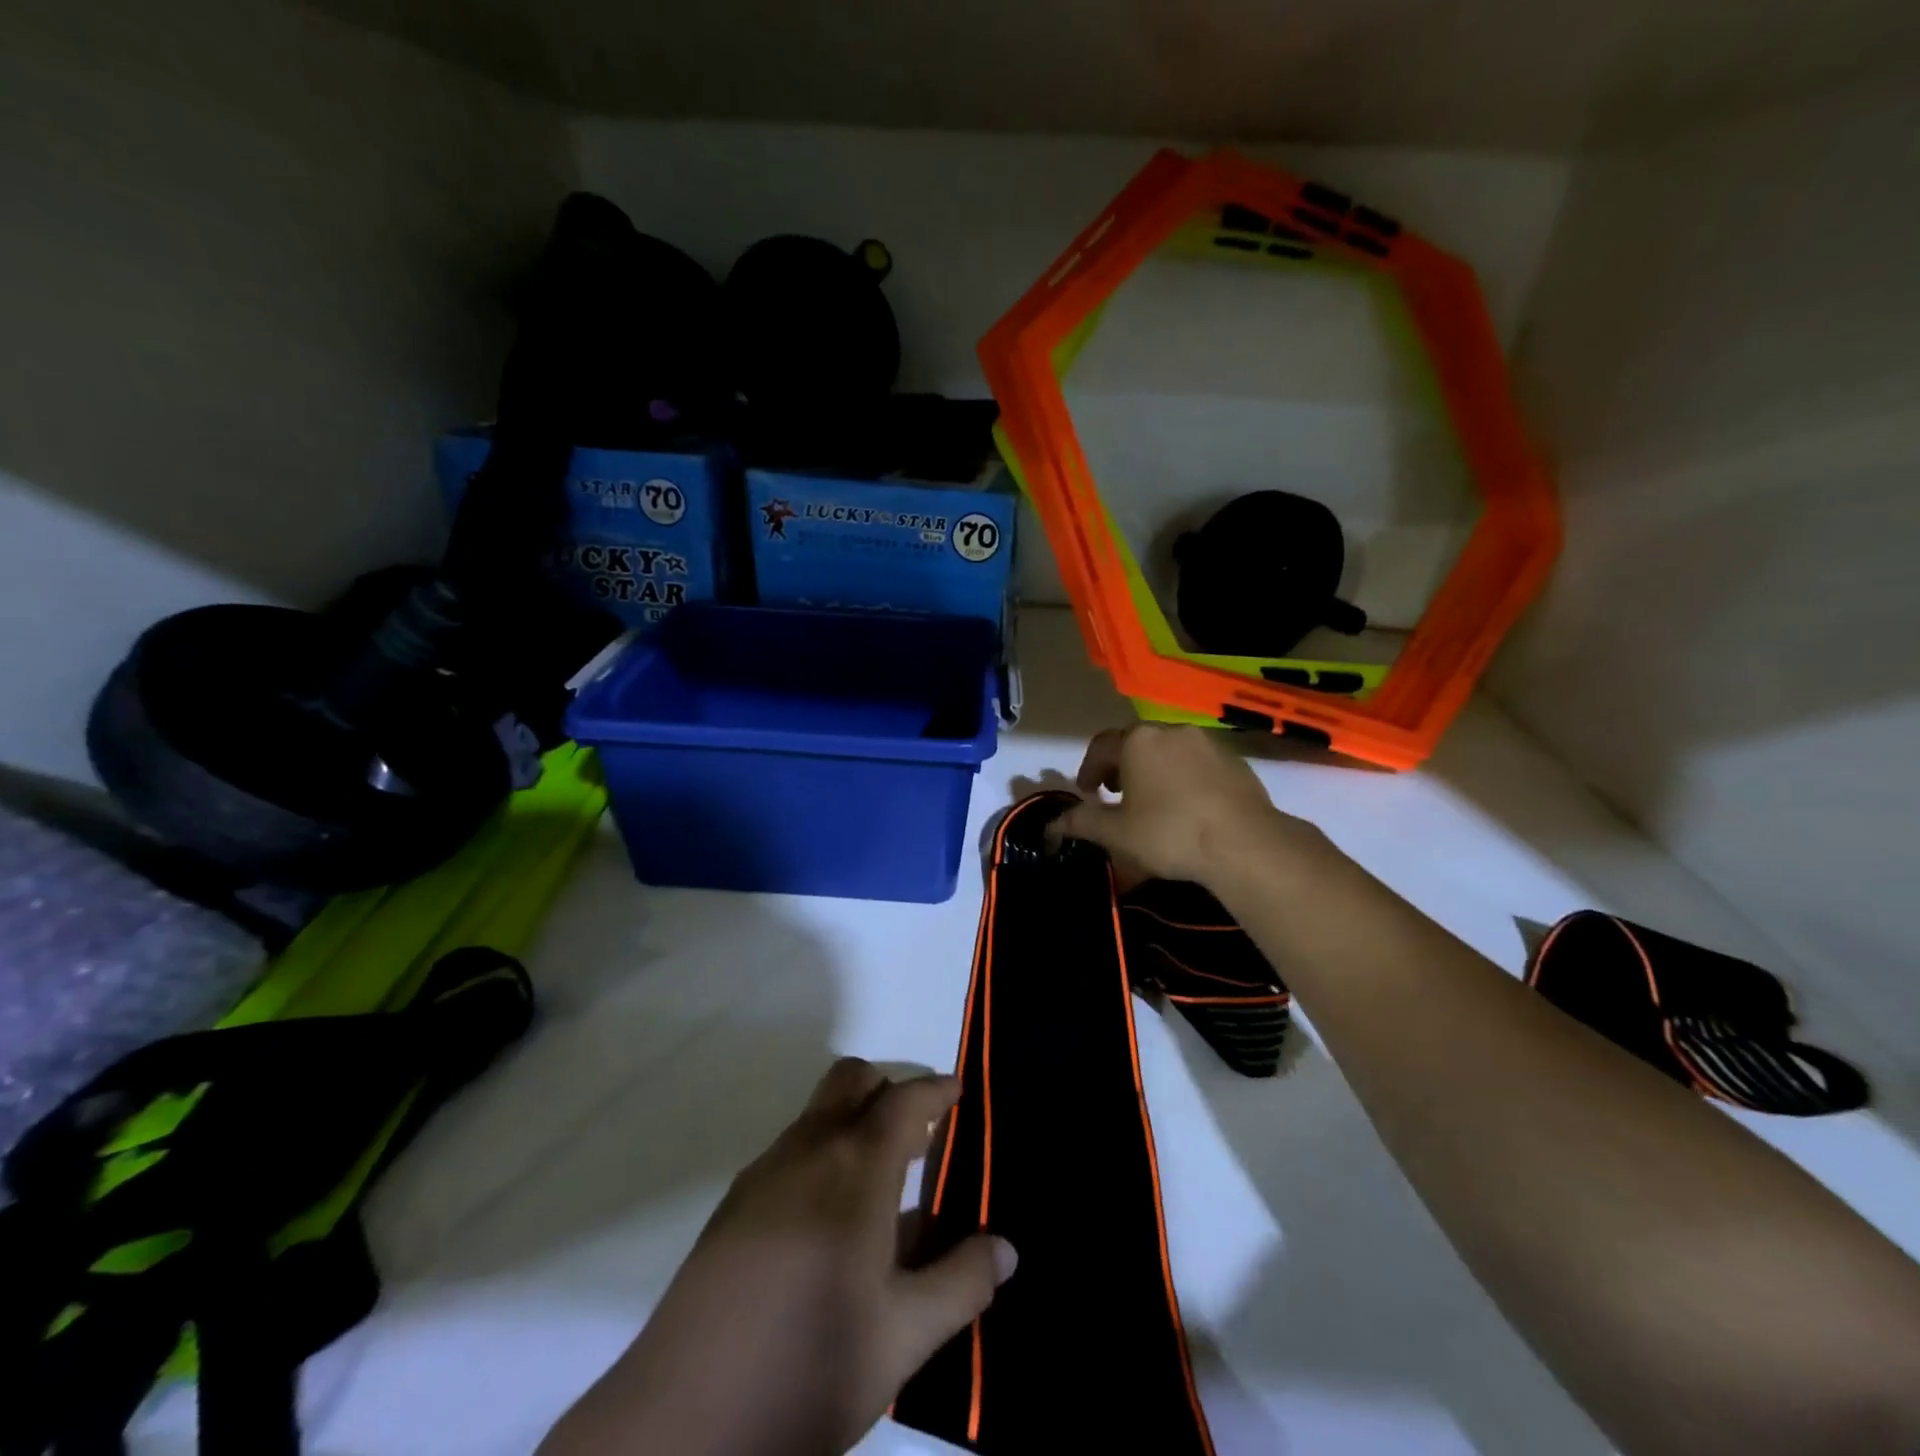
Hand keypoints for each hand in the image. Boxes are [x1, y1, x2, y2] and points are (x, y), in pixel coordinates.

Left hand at [539, 1059, 1016, 1455]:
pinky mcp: (735, 1202)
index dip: (937, 1089)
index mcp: (856, 1167)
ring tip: (884, 1189)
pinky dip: (825, 1154)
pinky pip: (794, 1149)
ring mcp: (765, 1171)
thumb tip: (1005, 1247)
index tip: (960, 1092)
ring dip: (855, 1124)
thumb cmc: (806, 1369)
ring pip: (820, 1113)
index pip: (905, 1099)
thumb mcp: (902, 1339)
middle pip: (852, 1080)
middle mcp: (809, 1148)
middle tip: (921, 1140)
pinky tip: (831, 1225)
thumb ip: (960, 1284)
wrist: (680, 1423)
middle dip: (890, 1091)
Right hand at [1053, 724, 1324, 887]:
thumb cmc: (1169, 833)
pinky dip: (1185, 777)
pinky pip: (1198, 762)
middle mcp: (1171, 731)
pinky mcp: (1235, 760)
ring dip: (1154, 770)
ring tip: (1153, 800)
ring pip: (1169, 751)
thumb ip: (1082, 822)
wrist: (1244, 844)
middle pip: (1136, 743)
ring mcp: (1208, 742)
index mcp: (1137, 740)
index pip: (1101, 747)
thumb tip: (1052, 824)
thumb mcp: (1117, 833)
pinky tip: (1189, 805)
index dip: (1089, 769)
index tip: (1087, 792)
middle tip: (1116, 795)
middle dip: (1121, 767)